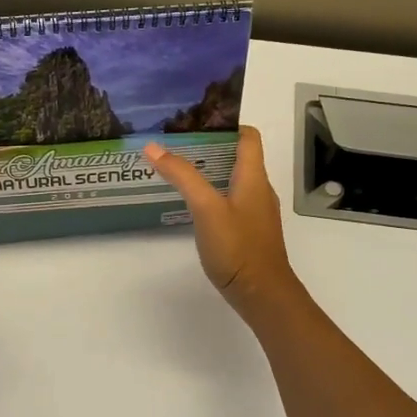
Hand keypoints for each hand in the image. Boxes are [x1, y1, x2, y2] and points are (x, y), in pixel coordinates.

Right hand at [144, 127, 297, 318]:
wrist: (262, 295)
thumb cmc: (238, 248)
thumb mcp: (206, 208)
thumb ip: (182, 176)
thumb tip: (154, 146)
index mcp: (254, 177)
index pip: (248, 136)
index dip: (226, 124)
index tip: (196, 121)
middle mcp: (259, 190)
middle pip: (239, 156)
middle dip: (210, 146)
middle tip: (177, 143)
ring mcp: (256, 213)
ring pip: (235, 180)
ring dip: (211, 171)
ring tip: (179, 170)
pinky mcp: (249, 232)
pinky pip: (232, 201)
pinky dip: (213, 193)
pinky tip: (193, 205)